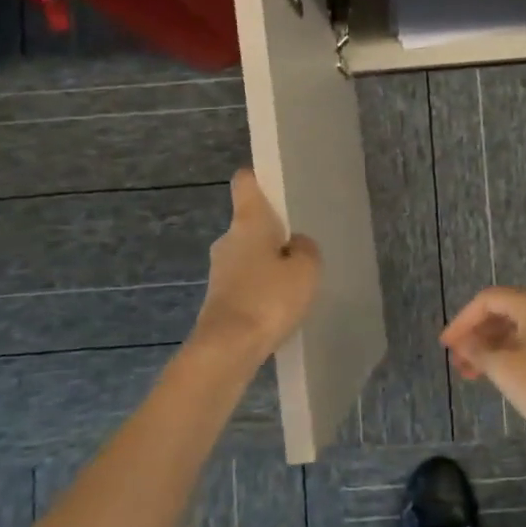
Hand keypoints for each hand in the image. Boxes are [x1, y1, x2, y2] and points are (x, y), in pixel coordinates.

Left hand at [192, 170, 321, 362]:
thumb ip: (306, 249)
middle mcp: (228, 239)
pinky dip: (260, 286)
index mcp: (248, 222)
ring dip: (267, 261)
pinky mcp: (218, 298)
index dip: (259, 178)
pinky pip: (245, 281)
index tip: (275, 183)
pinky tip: (280, 304)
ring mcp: (219, 270)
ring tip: (296, 277)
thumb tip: (296, 244)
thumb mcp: (306, 270)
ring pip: (248, 254)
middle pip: (250, 222)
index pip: (246, 183)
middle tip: (301, 242)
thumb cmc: (269, 298)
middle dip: (272, 230)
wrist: (227, 348)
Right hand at [439, 287, 525, 452]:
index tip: (445, 346)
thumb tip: (463, 342)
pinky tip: (503, 374)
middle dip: (478, 336)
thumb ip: (477, 350)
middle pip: (506, 311)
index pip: (488, 300)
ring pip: (522, 327)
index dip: (462, 321)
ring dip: (495, 346)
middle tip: (459, 363)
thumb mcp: (504, 369)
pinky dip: (516, 352)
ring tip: (475, 374)